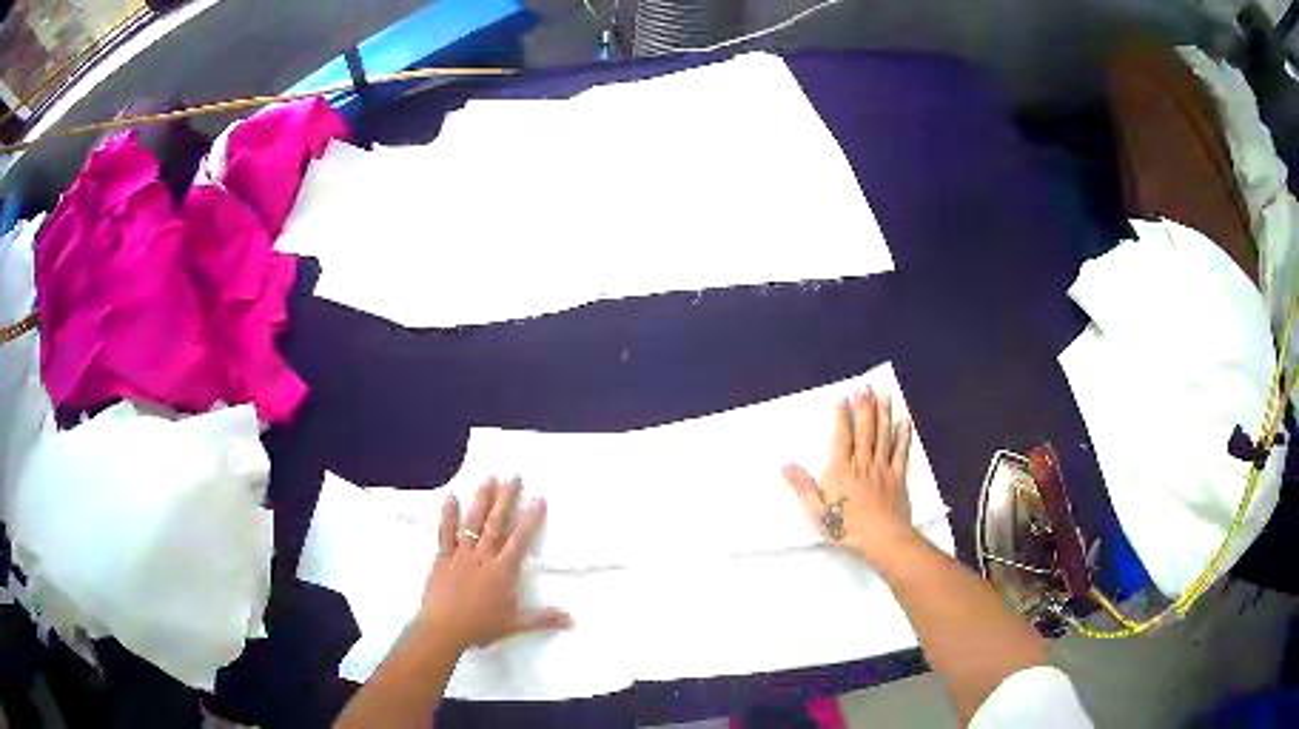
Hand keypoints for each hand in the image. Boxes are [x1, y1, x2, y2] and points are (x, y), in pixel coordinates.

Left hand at [417, 477, 571, 651]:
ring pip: (473, 523)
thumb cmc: (480, 627)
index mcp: (502, 571)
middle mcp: (483, 557)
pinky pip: (445, 533)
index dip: (530, 519)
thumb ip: (543, 619)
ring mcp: (460, 555)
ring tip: (488, 479)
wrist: (444, 629)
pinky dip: (448, 516)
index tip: (538, 498)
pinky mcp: (442, 558)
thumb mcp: (515, 624)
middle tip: (513, 477)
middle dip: (506, 499)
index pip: (520, 540)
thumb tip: (572, 620)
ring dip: (482, 500)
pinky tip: (451, 498)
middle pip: (496, 523)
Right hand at [783, 387, 917, 567]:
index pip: (842, 437)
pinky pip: (901, 453)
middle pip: (865, 431)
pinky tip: (904, 421)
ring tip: (884, 394)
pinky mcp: (898, 478)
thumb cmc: (846, 528)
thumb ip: (803, 488)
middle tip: (866, 387)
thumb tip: (786, 466)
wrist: (883, 539)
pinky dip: (903, 436)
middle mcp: (863, 464)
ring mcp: (883, 469)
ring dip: (883, 414)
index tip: (843, 398)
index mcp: (841, 471)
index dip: (842, 417)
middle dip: (864, 407)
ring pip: (883, 436)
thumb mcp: (817, 513)